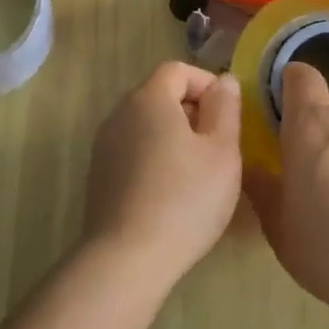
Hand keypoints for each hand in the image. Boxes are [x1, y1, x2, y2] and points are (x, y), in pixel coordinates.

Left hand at [84, 62, 243, 290]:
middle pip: (160, 95)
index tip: (228, 116)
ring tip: (199, 172)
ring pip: (147, 125)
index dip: (207, 84)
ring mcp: (104, 146)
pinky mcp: (99, 175)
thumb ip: (226, 108)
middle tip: (219, 146)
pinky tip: (172, 194)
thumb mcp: (222, 151)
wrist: (127, 258)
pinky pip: (134, 151)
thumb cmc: (185, 198)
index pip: (178, 70)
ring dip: (175, 137)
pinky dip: (156, 159)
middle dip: (193, 112)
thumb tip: (224, 81)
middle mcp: (120, 113)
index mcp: (148, 98)